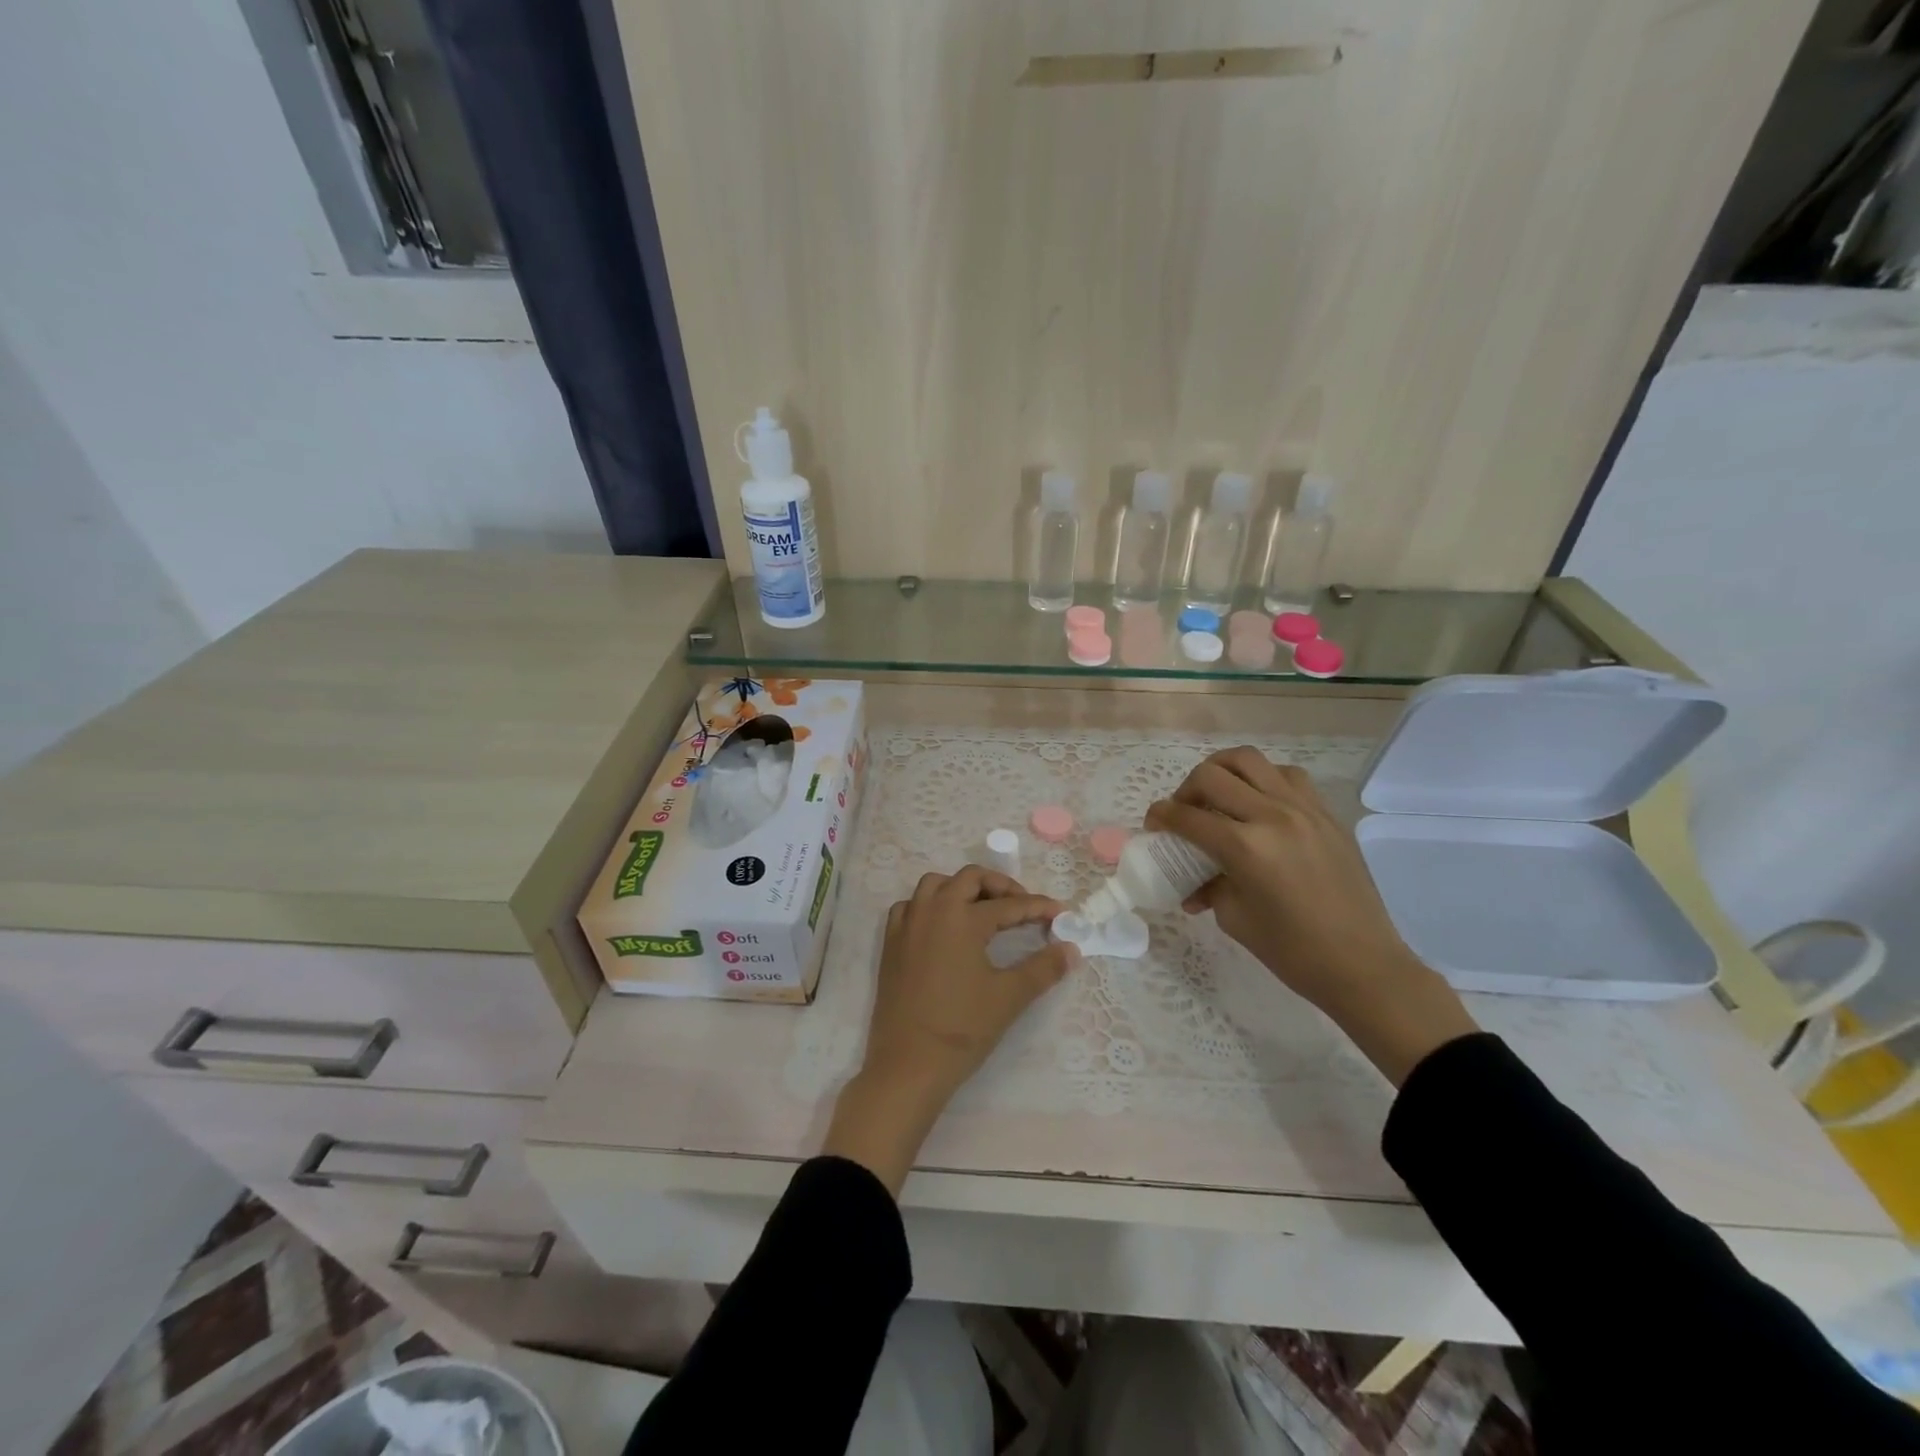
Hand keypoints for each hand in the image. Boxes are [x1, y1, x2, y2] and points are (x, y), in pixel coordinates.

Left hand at [824, 867, 1076, 1192]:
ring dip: (961, 888)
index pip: (1009, 905)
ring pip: (935, 884)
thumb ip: (1044, 968)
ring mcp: (907, 924)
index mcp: (963, 919)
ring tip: (982, 910)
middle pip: (969, 878)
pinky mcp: (891, 942)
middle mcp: (933, 910)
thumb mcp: (1009, 996)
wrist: (909, 1063)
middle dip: (999, 886)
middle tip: (1021, 906)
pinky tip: (942, 925)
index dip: (1038, 907)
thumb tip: (1072, 950)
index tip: (1060, 913)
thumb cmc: (962, 1028)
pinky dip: (929, 905)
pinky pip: (910, 906)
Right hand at [1146, 748, 1477, 1084]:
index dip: (1161, 816)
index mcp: (1246, 848)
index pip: (1188, 817)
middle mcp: (1273, 816)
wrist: (1363, 964)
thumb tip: (1192, 884)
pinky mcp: (1326, 814)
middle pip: (1212, 775)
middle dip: (1186, 790)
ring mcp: (1304, 809)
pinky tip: (1259, 803)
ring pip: (1250, 760)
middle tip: (1184, 811)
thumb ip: (1208, 887)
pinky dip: (1263, 779)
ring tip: (1218, 795)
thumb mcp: (1235, 919)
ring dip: (1223, 771)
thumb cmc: (1292, 952)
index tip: (1153, 824)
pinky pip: (1287, 776)